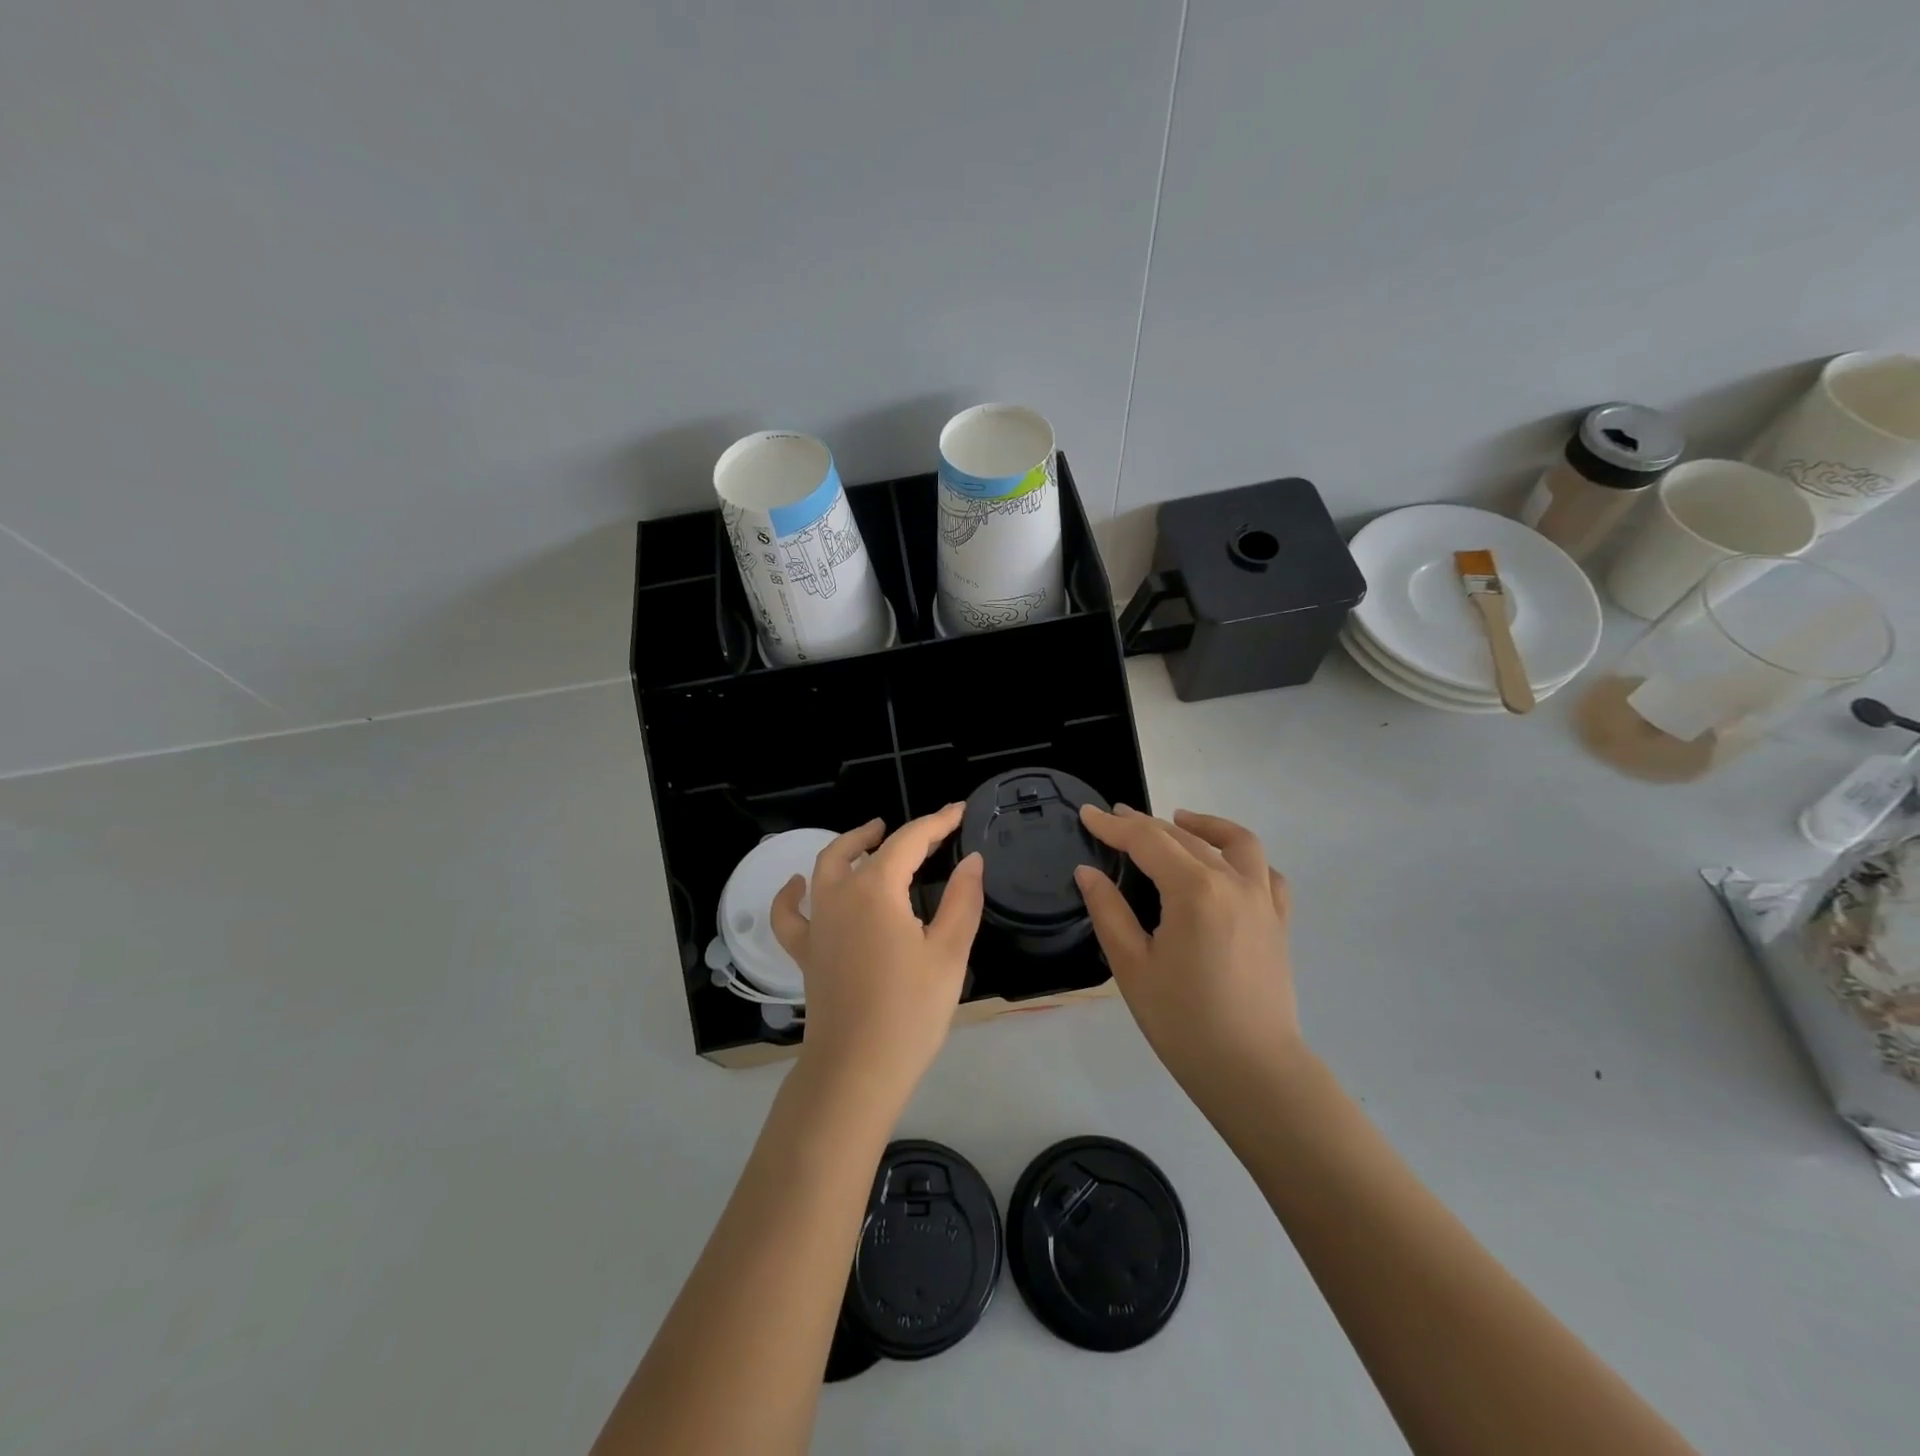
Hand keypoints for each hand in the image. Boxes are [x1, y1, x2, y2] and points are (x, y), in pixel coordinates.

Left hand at [771, 804, 984, 1105]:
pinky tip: (796, 884)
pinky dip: (790, 894)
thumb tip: (973, 860)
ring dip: (848, 846)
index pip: (909, 841)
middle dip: (894, 833)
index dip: (937, 823)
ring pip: (825, 868)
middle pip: (864, 848)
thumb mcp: (949, 954)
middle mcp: (839, 896)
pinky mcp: (805, 953)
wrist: (855, 1071)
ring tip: (869, 838)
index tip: (959, 811)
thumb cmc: (909, 1012)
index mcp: (876, 890)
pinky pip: (790, 915)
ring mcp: (817, 924)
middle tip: (924, 832)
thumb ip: (963, 900)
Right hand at [1074, 806, 1299, 1096]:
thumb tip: (1087, 872)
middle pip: (1184, 837)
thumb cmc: (1183, 1022)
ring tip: (1179, 820)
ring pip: (1235, 842)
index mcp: (1194, 890)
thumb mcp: (1132, 966)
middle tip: (1115, 820)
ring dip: (1204, 825)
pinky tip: (1226, 865)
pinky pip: (1266, 873)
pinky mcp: (1278, 921)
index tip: (1088, 813)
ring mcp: (1263, 900)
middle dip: (1145, 824)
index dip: (1113, 826)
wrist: (1253, 1072)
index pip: (1147, 841)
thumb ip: (1108, 911)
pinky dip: (1244, 858)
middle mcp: (1233, 882)